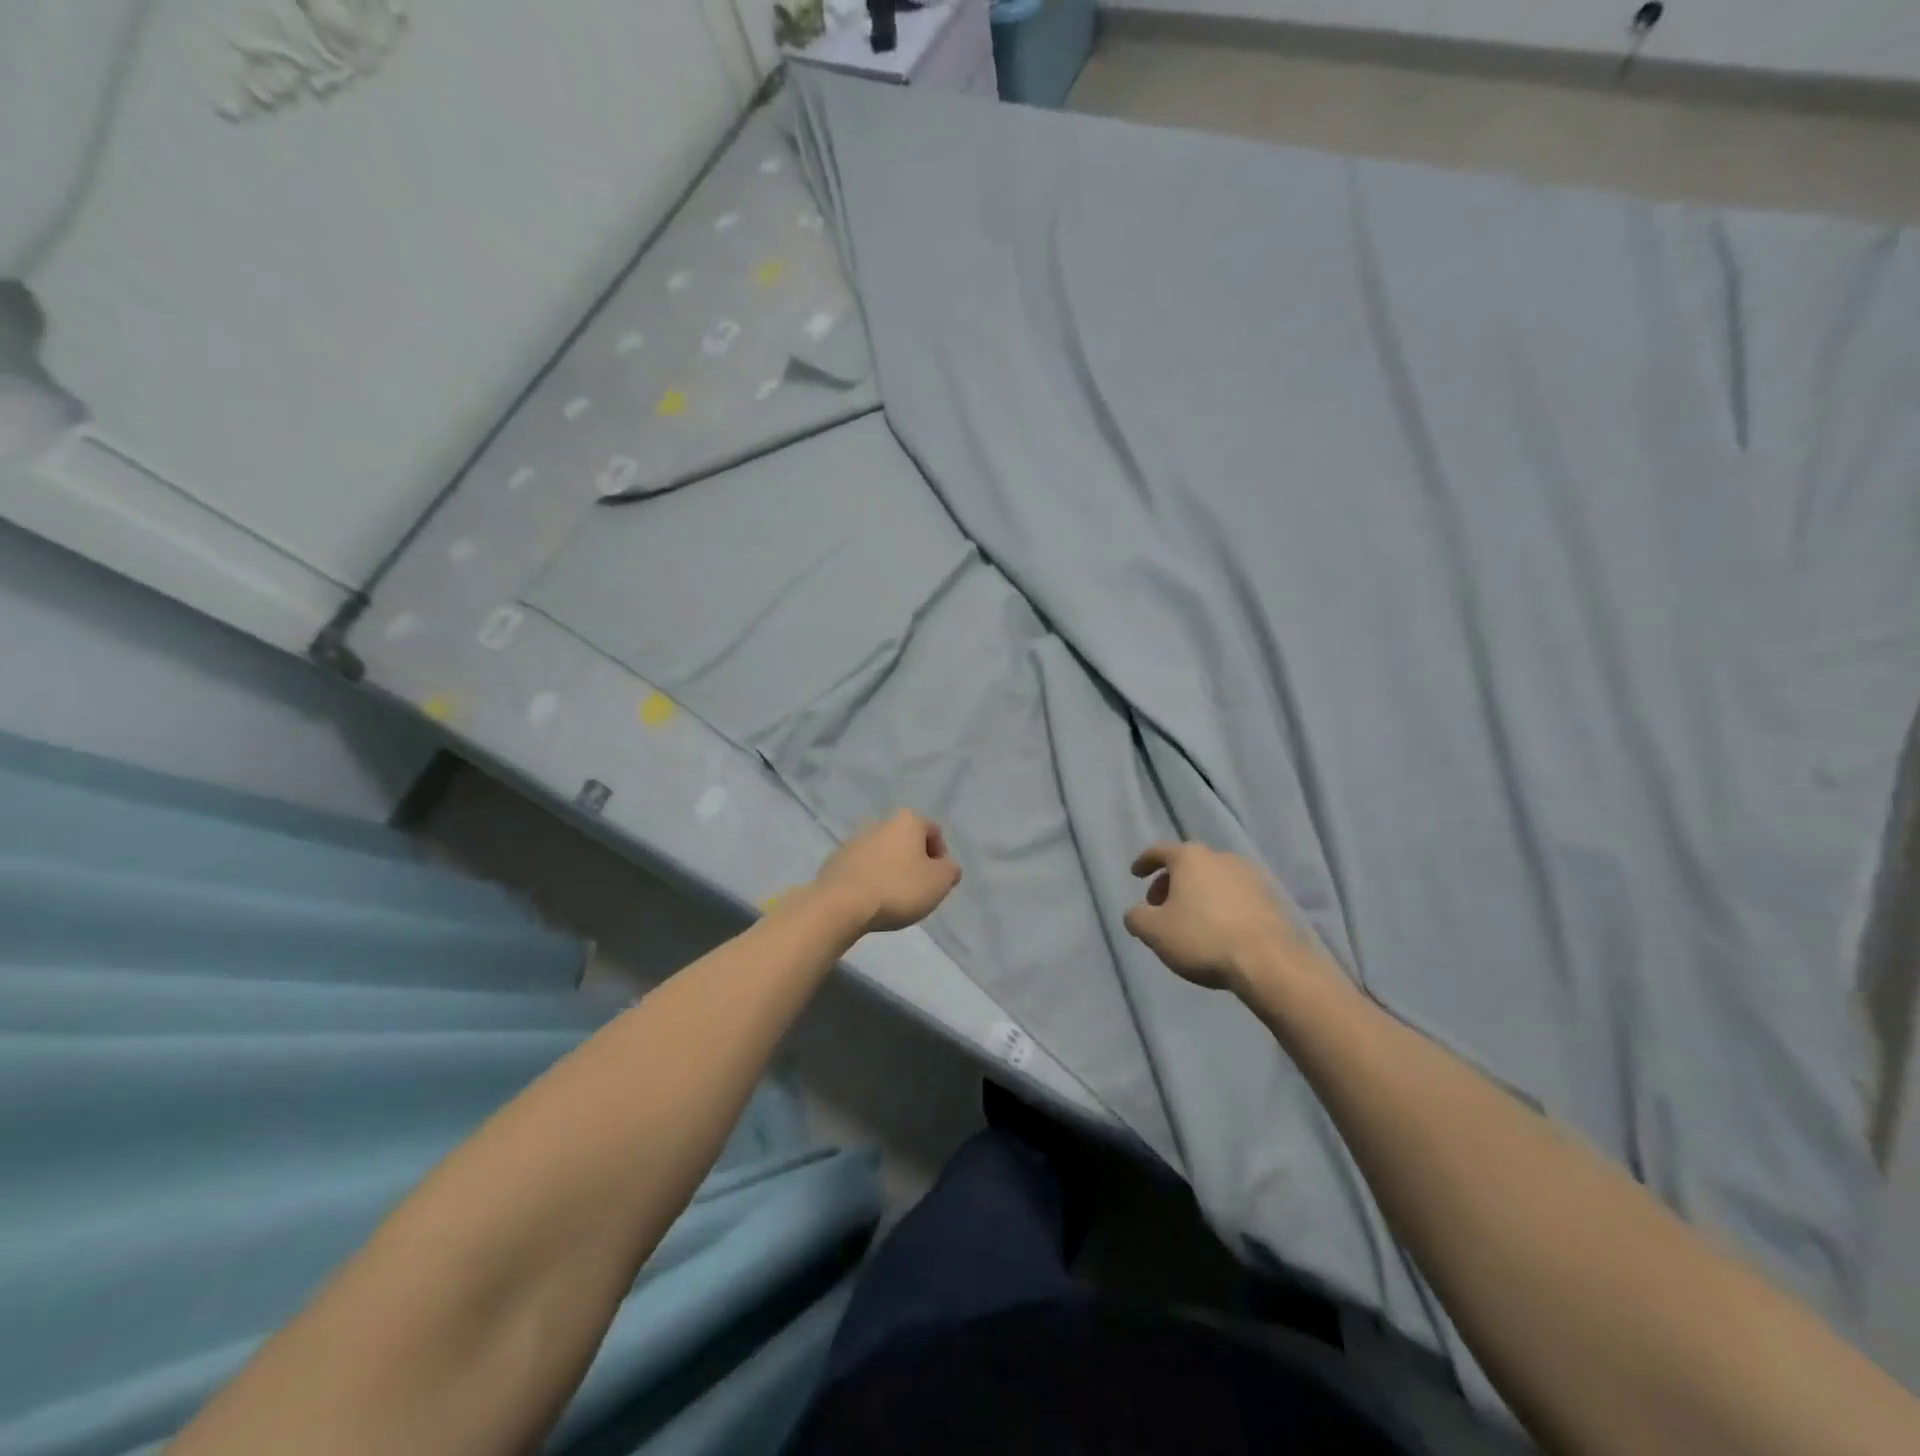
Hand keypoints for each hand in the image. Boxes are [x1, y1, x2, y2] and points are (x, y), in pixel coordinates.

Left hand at [812, 810, 961, 934]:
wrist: (841, 904)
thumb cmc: (898, 889)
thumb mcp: (940, 882)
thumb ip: (950, 870)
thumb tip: (946, 867)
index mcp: (907, 821)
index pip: (934, 832)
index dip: (941, 857)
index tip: (938, 882)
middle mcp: (880, 823)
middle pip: (907, 842)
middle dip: (915, 863)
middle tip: (918, 891)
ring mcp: (854, 841)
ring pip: (884, 855)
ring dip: (892, 871)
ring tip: (894, 900)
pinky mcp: (835, 861)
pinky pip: (863, 869)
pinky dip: (871, 880)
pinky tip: (871, 901)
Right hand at [1123, 841, 1323, 995]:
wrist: (1269, 961)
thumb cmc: (1202, 938)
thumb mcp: (1154, 931)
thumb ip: (1136, 917)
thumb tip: (1136, 913)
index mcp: (1190, 858)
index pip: (1159, 851)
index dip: (1144, 862)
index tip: (1136, 874)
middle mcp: (1220, 857)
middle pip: (1188, 864)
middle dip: (1170, 882)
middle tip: (1160, 906)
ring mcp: (1250, 875)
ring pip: (1213, 878)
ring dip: (1197, 894)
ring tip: (1190, 920)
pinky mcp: (1271, 897)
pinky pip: (1235, 894)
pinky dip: (1221, 904)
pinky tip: (1219, 928)